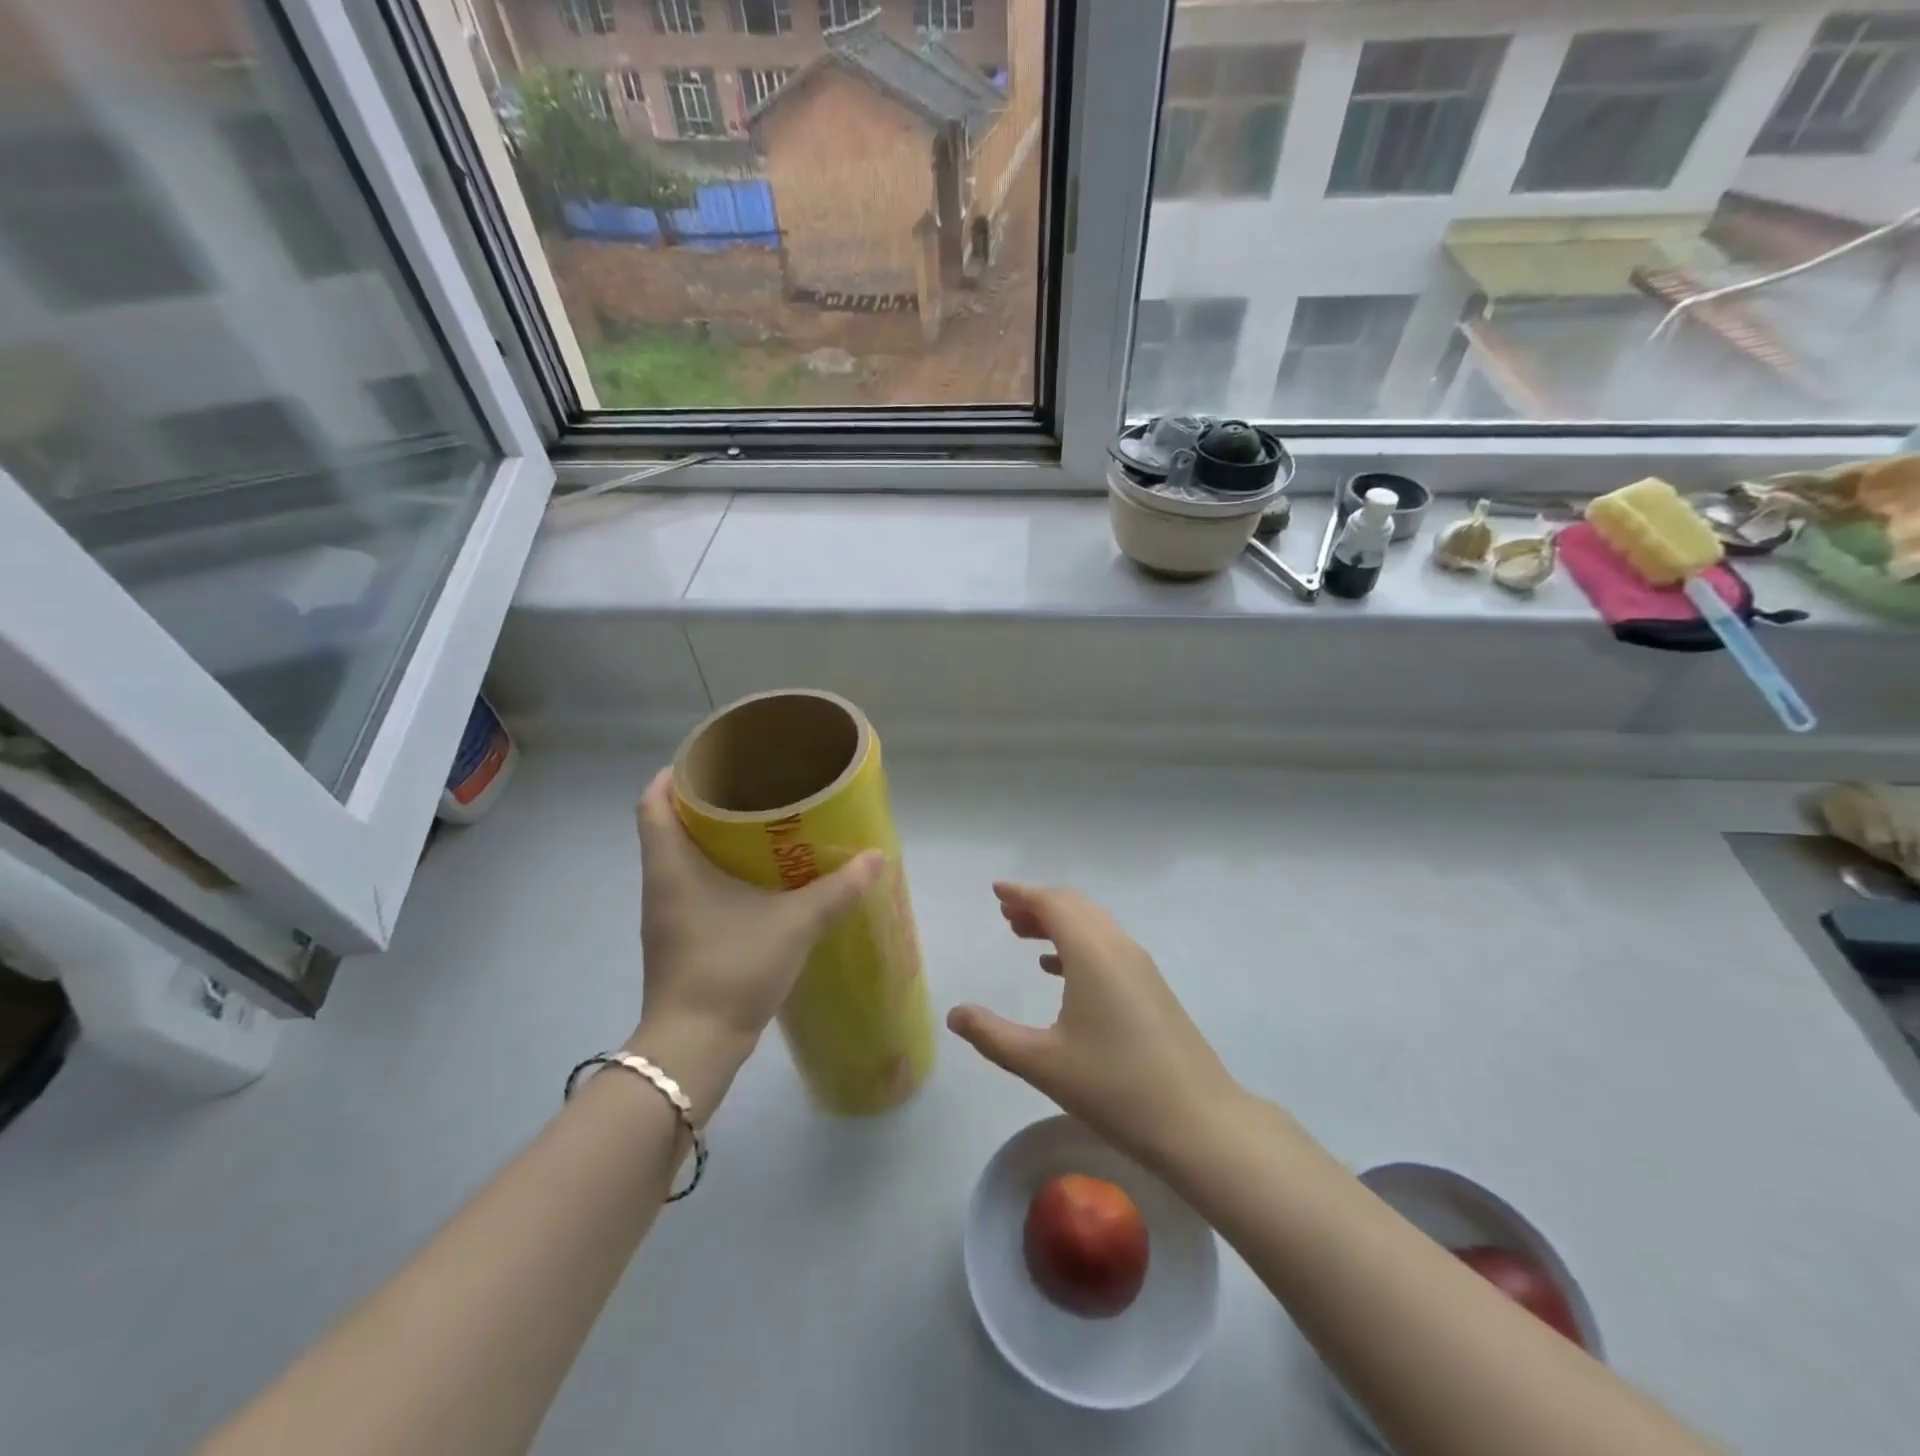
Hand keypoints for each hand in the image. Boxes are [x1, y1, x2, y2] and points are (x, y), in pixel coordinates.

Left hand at [633, 768, 882, 1085]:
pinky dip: (717, 873)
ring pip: (681, 860)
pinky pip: (692, 888)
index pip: (652, 804)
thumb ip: (838, 890)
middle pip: (668, 827)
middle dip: (703, 804)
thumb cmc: (732, 969)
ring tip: (758, 826)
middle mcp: (660, 885)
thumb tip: (876, 857)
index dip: (674, 777)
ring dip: (711, 840)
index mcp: (672, 867)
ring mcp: (667, 916)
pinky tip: (756, 880)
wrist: (694, 1048)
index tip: (708, 761)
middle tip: (750, 787)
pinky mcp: (679, 940)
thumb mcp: (794, 924)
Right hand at [947, 883, 1240, 1166]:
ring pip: (1093, 925)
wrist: (1199, 1122)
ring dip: (1058, 923)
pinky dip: (1077, 945)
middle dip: (1038, 904)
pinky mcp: (1152, 989)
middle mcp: (1118, 948)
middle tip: (1006, 914)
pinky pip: (1107, 947)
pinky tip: (1058, 970)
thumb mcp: (1043, 1064)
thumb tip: (955, 1014)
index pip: (1053, 903)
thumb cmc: (1115, 1087)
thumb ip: (993, 1036)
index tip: (996, 891)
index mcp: (1092, 953)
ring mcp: (1141, 967)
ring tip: (1023, 936)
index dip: (1022, 893)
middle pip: (1075, 906)